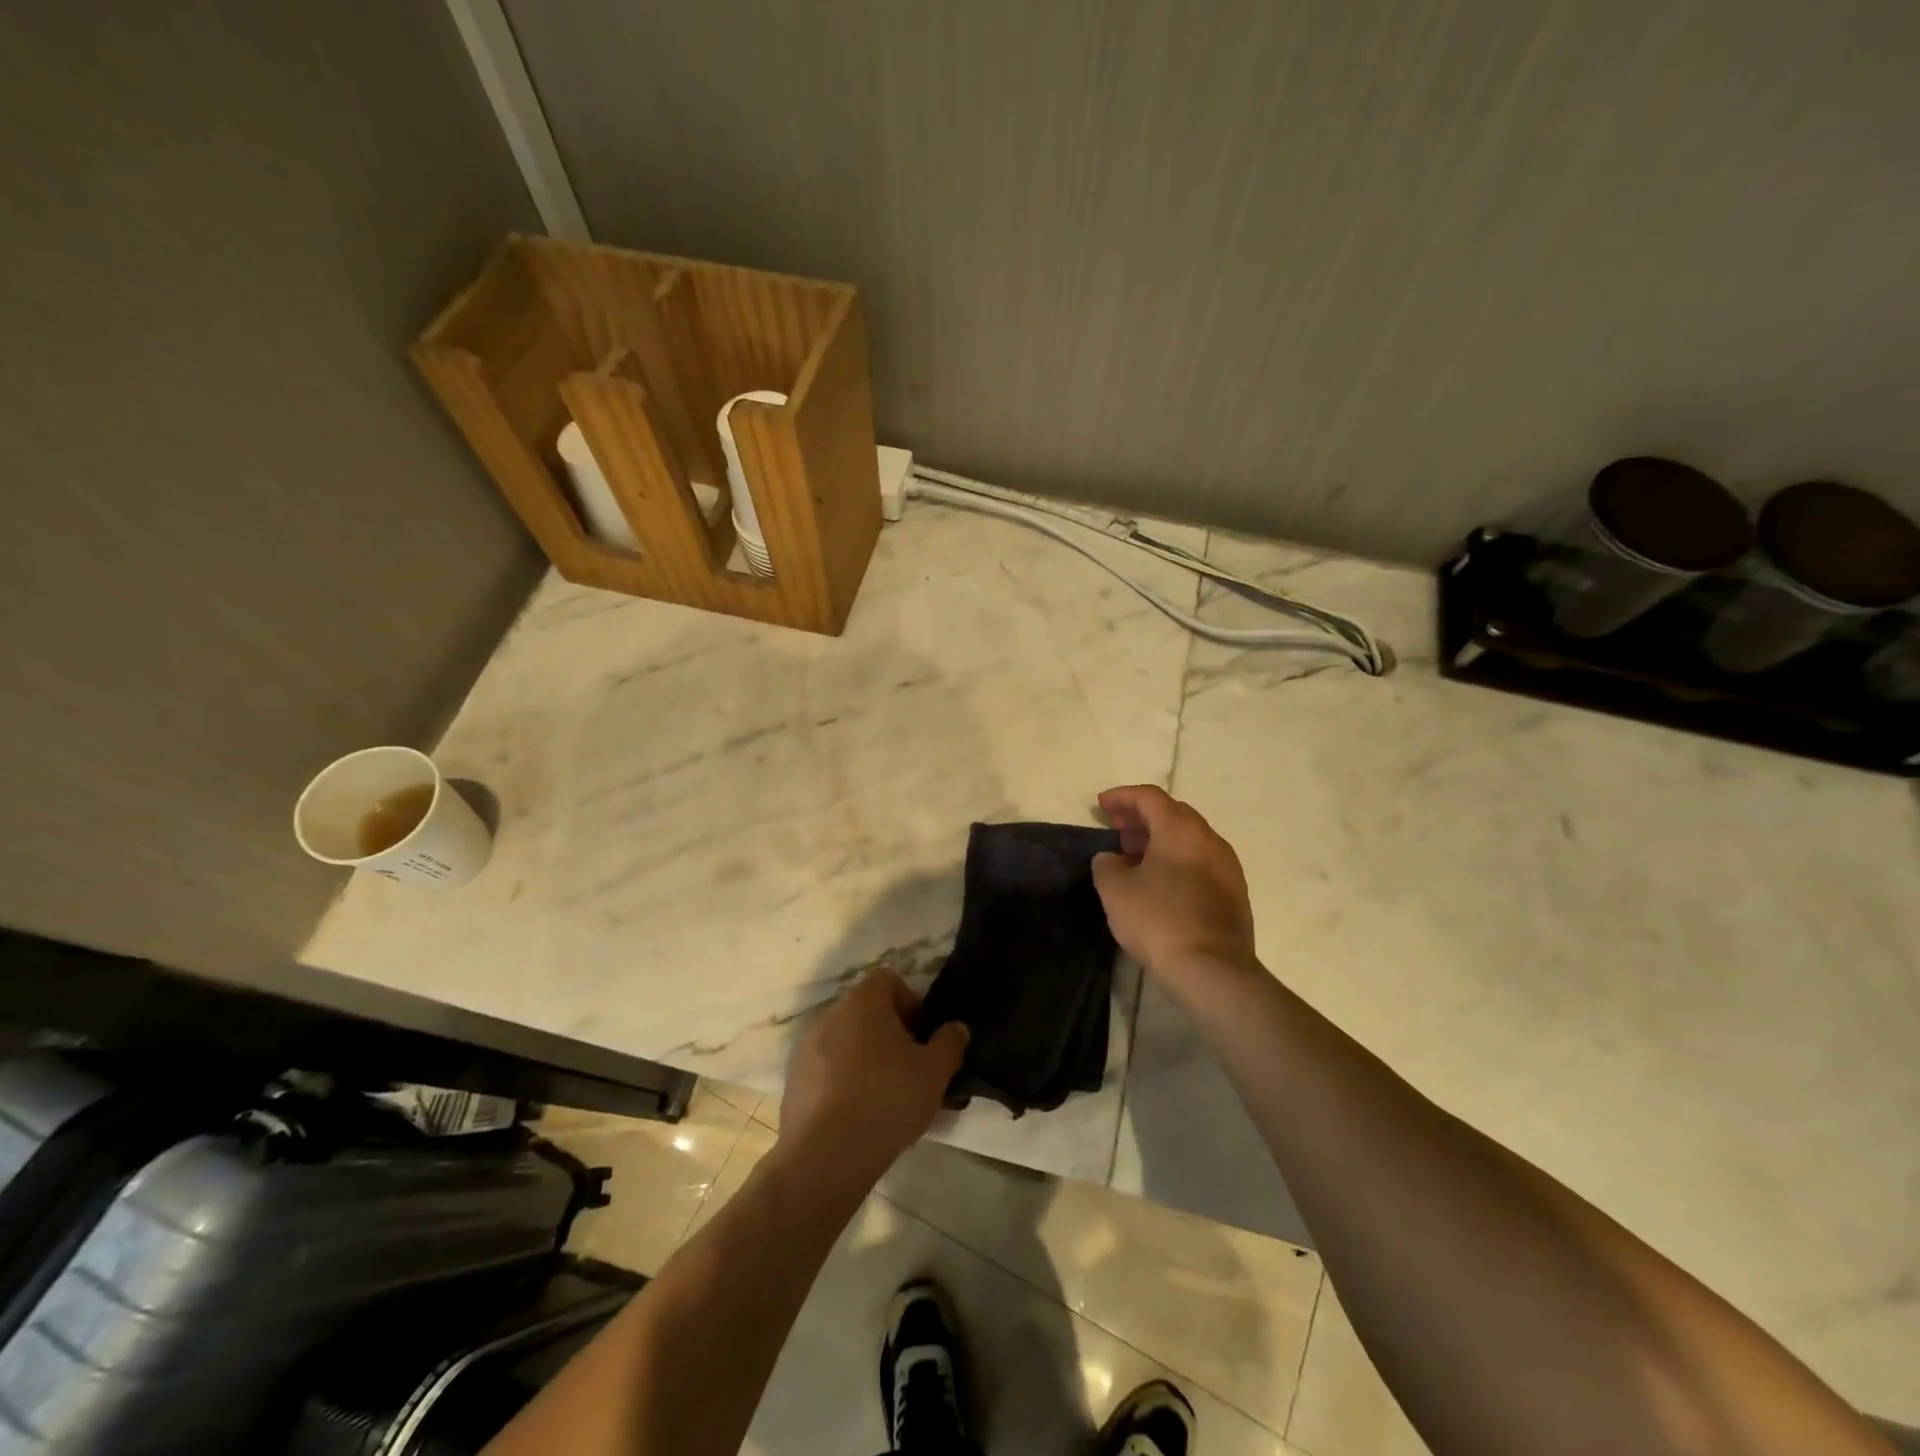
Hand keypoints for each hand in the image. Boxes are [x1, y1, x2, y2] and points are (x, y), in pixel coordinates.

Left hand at [779, 970, 968, 1182]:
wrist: (825, 1157)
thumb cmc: (886, 1099)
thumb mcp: (935, 1072)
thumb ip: (950, 1043)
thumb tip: (956, 1028)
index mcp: (863, 1001)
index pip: (889, 980)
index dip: (911, 1003)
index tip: (923, 1038)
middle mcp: (830, 1014)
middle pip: (867, 1012)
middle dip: (891, 1035)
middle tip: (912, 1070)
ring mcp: (806, 1047)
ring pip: (847, 1043)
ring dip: (868, 1060)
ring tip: (888, 1099)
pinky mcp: (793, 1081)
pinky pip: (827, 1070)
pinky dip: (844, 1083)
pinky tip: (860, 1117)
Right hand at [1092, 785, 1257, 986]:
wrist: (1212, 970)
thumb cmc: (1159, 920)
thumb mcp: (1115, 891)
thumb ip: (1106, 865)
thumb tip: (1112, 859)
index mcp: (1180, 829)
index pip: (1149, 797)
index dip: (1122, 796)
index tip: (1102, 805)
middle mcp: (1209, 839)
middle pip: (1173, 813)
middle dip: (1142, 817)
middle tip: (1118, 830)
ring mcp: (1227, 866)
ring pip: (1189, 838)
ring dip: (1160, 839)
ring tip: (1135, 857)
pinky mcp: (1234, 892)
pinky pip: (1201, 861)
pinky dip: (1177, 859)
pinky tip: (1160, 882)